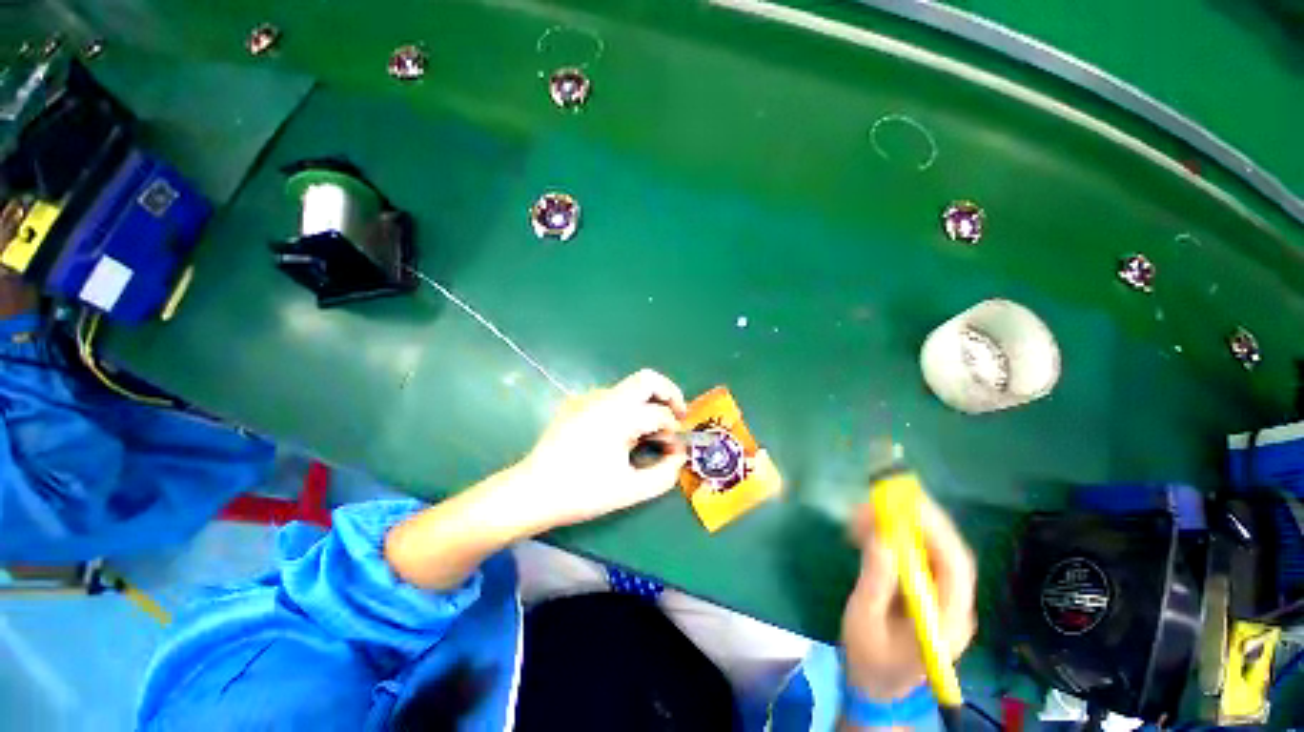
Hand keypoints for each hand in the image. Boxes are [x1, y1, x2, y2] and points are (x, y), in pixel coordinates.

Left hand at [516, 369, 688, 529]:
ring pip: (629, 388)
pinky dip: (626, 409)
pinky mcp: (576, 404)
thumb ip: (664, 474)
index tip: (675, 450)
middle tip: (677, 416)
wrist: (532, 492)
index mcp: (619, 415)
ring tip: (646, 433)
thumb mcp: (629, 490)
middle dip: (669, 394)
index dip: (675, 431)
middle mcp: (604, 398)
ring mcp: (587, 398)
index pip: (661, 413)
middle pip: (647, 379)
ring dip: (646, 404)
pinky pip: (610, 398)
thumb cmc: (582, 492)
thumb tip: (679, 456)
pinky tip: (620, 434)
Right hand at [840, 491, 976, 700]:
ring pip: (934, 550)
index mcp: (947, 621)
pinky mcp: (928, 591)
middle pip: (948, 552)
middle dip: (918, 519)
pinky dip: (897, 536)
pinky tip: (871, 529)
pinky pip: (918, 555)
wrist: (876, 688)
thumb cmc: (869, 659)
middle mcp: (955, 605)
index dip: (935, 530)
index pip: (956, 568)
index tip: (904, 503)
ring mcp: (943, 598)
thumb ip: (875, 581)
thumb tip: (881, 536)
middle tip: (882, 496)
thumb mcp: (864, 620)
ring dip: (904, 524)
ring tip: (867, 510)